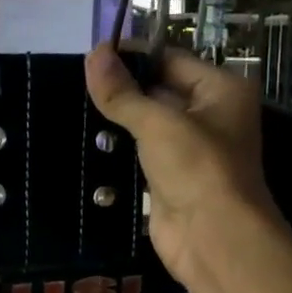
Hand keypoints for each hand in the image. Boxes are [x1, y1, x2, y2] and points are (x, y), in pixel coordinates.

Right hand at [85, 44, 280, 287]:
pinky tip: (84, 142)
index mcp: (220, 90)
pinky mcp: (169, 178)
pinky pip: (139, 154)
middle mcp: (209, 115)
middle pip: (158, 91)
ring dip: (115, 121)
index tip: (90, 56)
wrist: (213, 239)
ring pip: (145, 125)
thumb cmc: (197, 169)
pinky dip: (116, 150)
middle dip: (121, 89)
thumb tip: (93, 53)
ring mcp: (189, 149)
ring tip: (71, 107)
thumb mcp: (158, 123)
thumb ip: (122, 92)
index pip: (170, 60)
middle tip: (72, 82)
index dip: (132, 57)